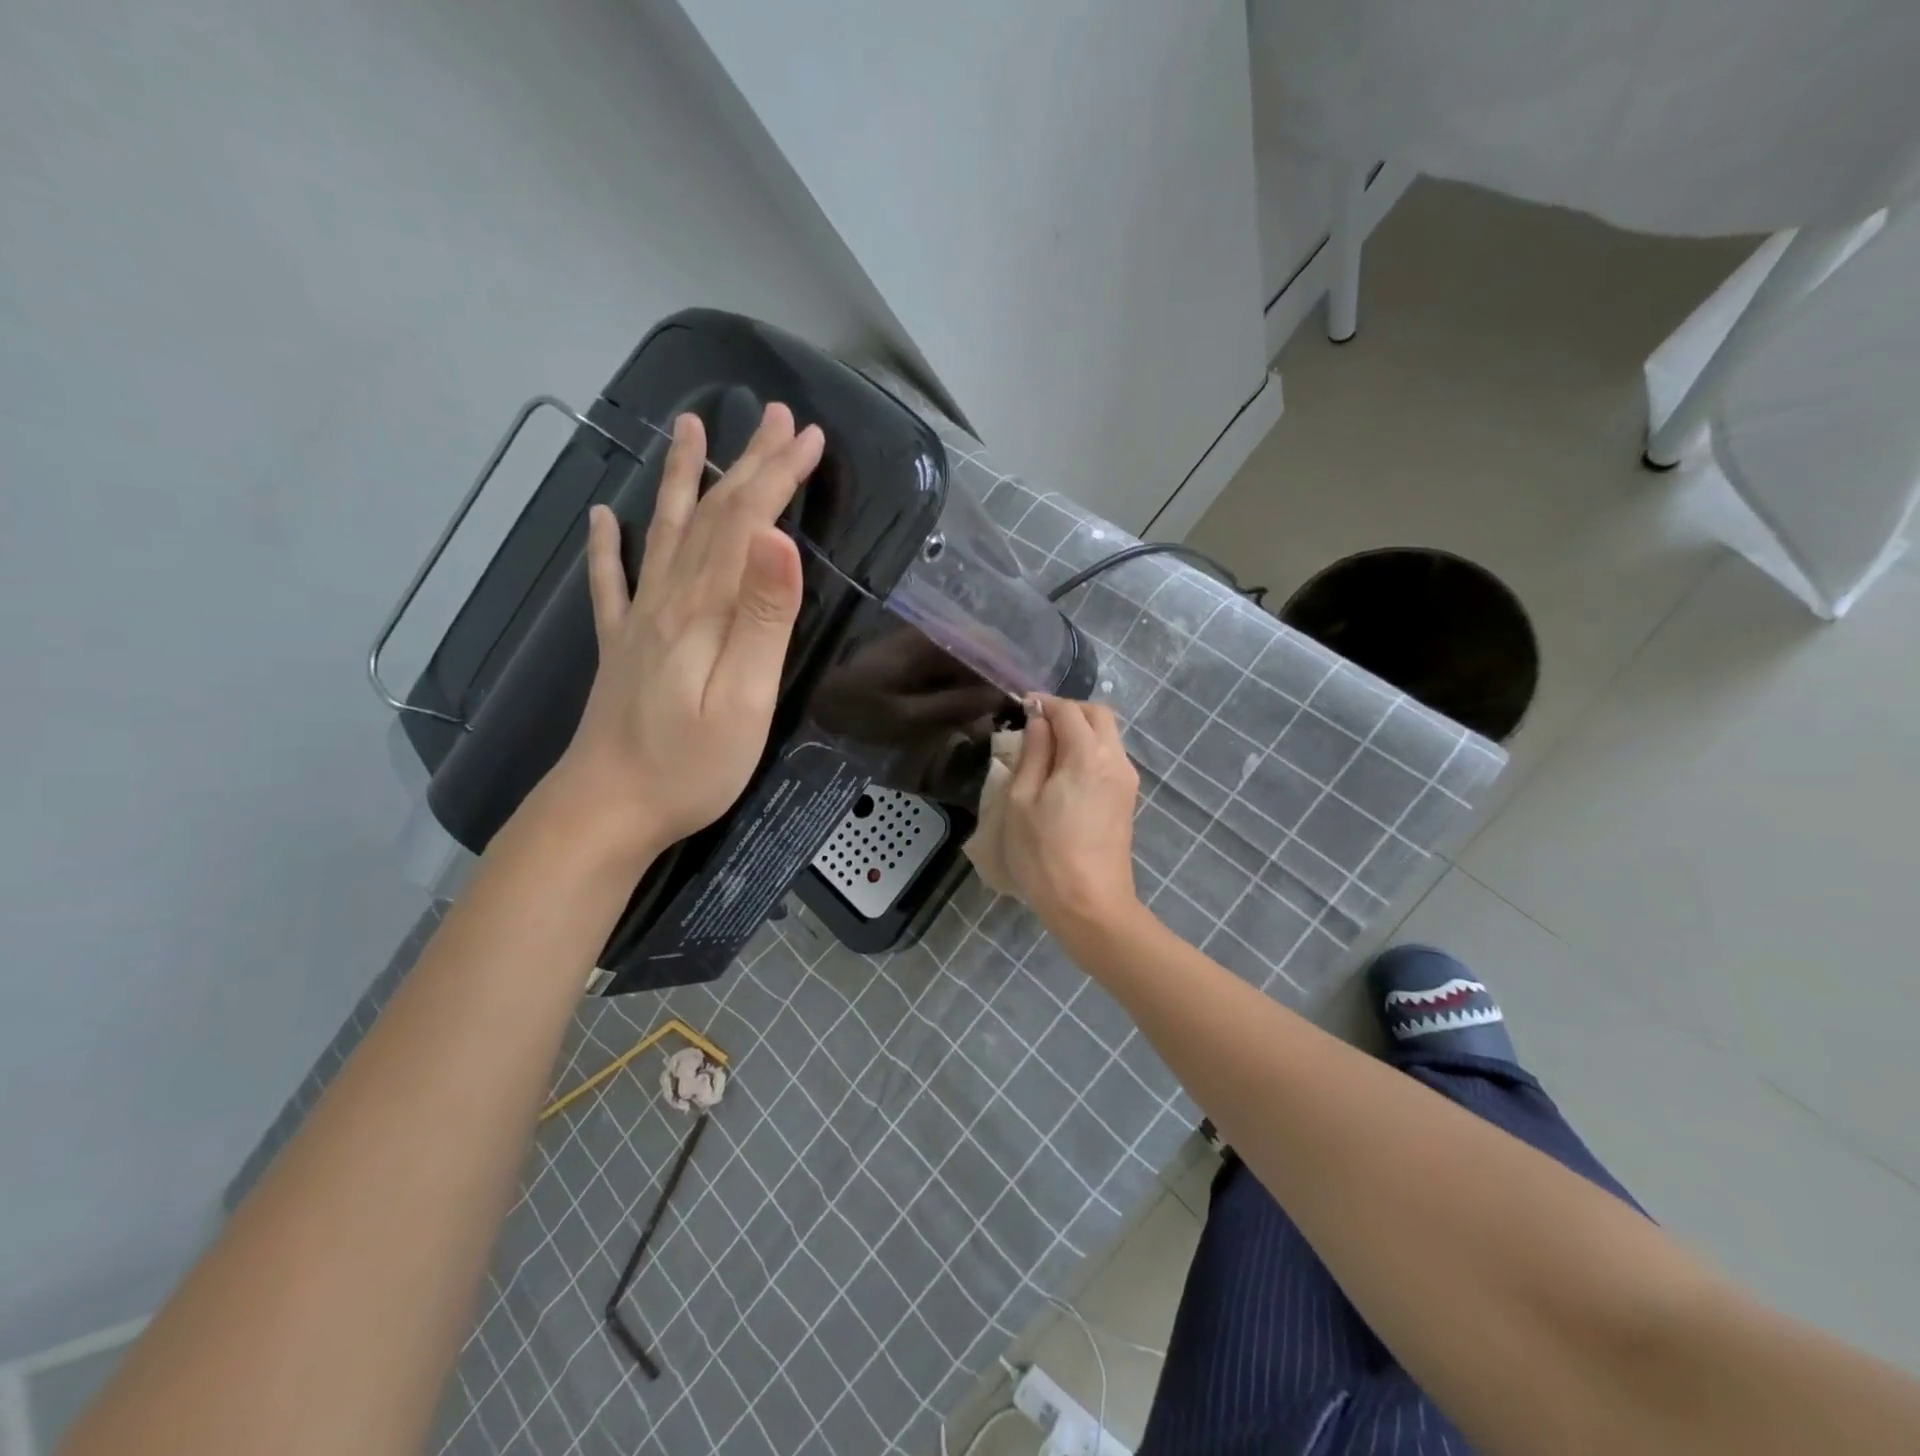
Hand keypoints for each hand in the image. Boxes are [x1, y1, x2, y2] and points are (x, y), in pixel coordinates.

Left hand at [550, 404, 822, 859]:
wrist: (606, 810)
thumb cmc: (690, 766)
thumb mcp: (744, 700)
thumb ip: (762, 619)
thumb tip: (778, 540)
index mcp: (704, 610)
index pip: (747, 525)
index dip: (778, 477)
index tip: (810, 438)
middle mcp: (668, 600)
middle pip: (711, 517)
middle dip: (748, 464)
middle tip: (775, 417)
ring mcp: (638, 621)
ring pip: (666, 533)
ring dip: (683, 479)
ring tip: (690, 429)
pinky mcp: (621, 647)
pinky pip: (611, 583)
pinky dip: (608, 545)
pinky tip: (603, 517)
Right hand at [1002, 697, 1141, 930]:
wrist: (1090, 905)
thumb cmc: (1045, 854)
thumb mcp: (1023, 800)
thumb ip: (1033, 753)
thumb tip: (1038, 721)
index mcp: (1088, 754)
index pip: (1069, 710)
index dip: (1044, 703)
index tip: (1021, 707)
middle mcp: (1115, 759)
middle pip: (1098, 715)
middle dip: (1069, 711)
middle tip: (1037, 725)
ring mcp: (1126, 781)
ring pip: (1108, 736)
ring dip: (1081, 732)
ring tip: (1047, 751)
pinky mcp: (1127, 800)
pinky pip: (1110, 759)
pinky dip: (1089, 751)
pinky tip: (1064, 774)